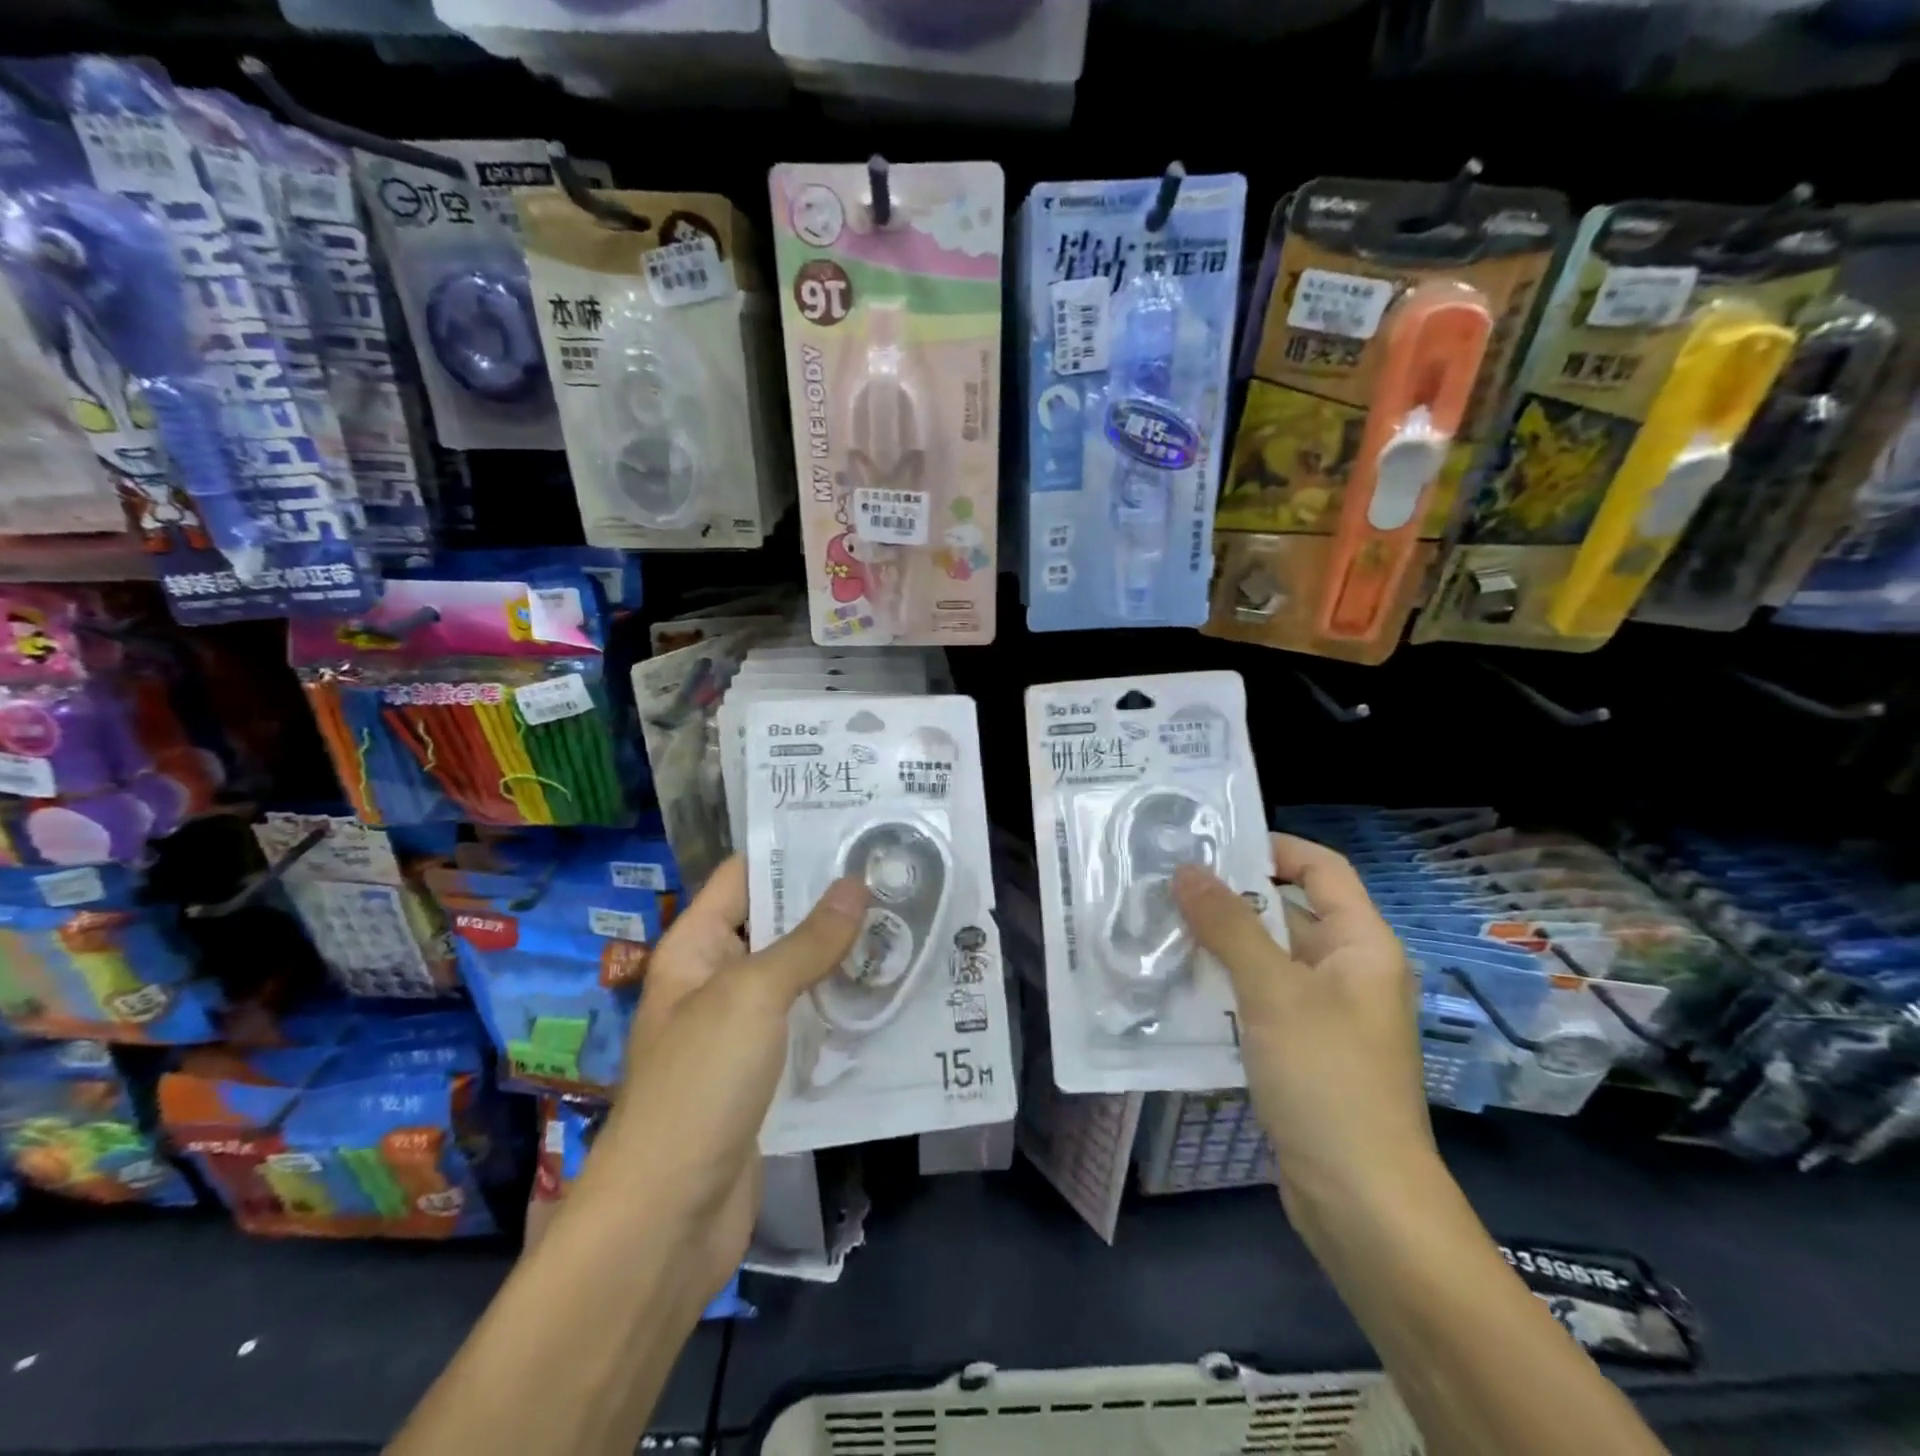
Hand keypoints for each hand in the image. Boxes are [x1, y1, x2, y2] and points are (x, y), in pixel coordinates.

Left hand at [580, 855, 868, 1301]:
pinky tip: (888, 996)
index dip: (791, 851)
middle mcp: (715, 980)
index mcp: (695, 948)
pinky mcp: (765, 1075)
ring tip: (905, 927)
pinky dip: (840, 1010)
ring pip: (797, 978)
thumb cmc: (700, 1085)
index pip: (742, 876)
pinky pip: (807, 1026)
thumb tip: (854, 885)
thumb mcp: (753, 996)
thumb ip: (807, 941)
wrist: (668, 1220)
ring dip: (842, 959)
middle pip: (776, 926)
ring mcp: (740, 1031)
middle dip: (830, 906)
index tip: (851, 833)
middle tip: (895, 878)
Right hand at [1172, 834, 1436, 1231]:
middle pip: (1287, 911)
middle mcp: (1348, 970)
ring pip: (1267, 959)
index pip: (1321, 868)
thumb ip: (1228, 925)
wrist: (1362, 1203)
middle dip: (1229, 899)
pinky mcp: (1303, 1050)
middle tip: (1164, 887)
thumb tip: (1187, 869)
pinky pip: (1260, 1000)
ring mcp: (1326, 1014)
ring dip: (1219, 946)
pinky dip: (1224, 988)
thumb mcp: (1273, 991)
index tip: (1210, 845)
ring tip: (1158, 930)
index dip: (1272, 847)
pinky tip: (1177, 989)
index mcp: (1362, 944)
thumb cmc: (1327, 1078)